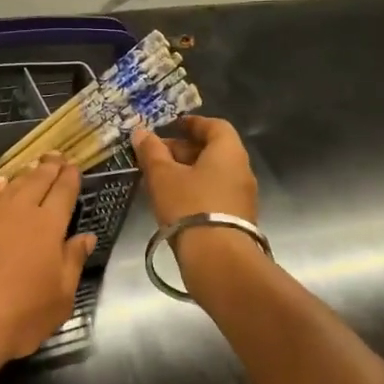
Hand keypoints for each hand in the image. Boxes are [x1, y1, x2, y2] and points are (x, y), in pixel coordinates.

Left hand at [0, 154, 95, 383]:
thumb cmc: (19, 318)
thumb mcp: (60, 298)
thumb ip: (73, 261)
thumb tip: (86, 236)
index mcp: (48, 228)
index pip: (63, 193)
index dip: (70, 178)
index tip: (74, 167)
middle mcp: (20, 214)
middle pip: (37, 182)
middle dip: (49, 167)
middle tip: (56, 155)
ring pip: (12, 187)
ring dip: (25, 174)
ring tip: (34, 166)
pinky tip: (0, 184)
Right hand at [133, 118, 262, 294]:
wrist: (218, 259)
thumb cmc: (189, 206)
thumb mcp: (163, 176)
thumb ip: (151, 151)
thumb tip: (141, 132)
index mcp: (228, 152)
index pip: (215, 126)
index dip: (192, 123)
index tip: (172, 126)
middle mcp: (241, 170)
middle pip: (213, 150)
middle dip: (183, 149)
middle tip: (155, 155)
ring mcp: (243, 196)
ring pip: (213, 174)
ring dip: (188, 172)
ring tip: (159, 179)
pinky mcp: (238, 219)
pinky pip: (215, 194)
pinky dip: (196, 190)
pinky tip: (173, 202)